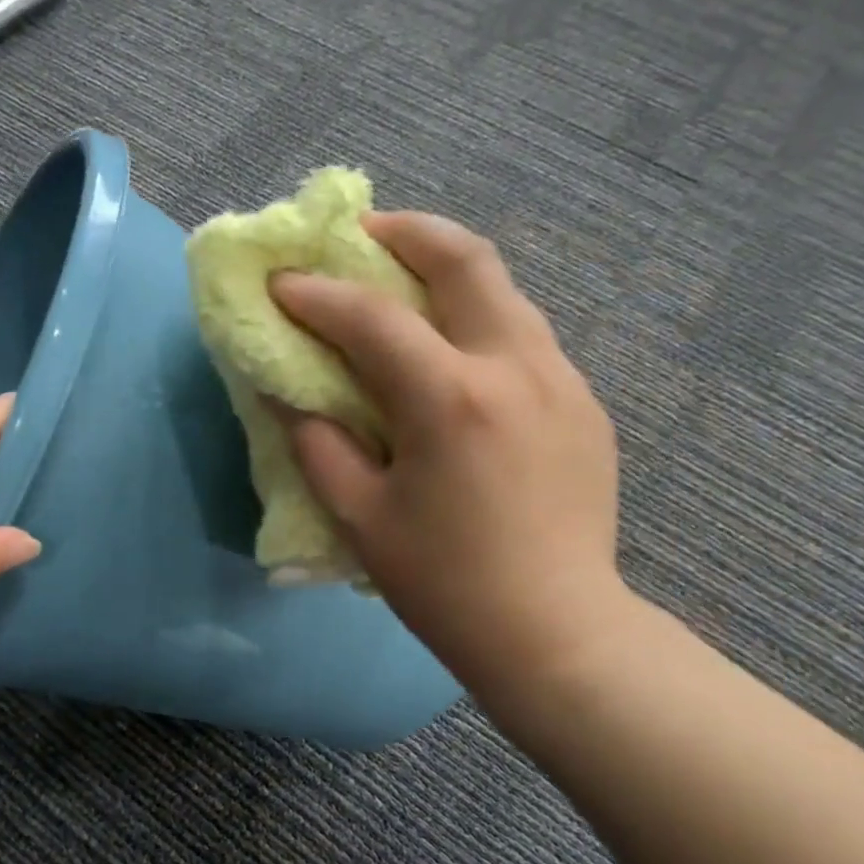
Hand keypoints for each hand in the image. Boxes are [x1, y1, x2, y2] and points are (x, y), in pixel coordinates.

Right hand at [270, 214, 629, 712]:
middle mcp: (515, 368)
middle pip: (465, 258)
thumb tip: (285, 390)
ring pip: (503, 290)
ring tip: (403, 284)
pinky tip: (452, 356)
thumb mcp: (358, 517)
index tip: (280, 284)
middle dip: (404, 232)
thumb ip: (316, 442)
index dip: (316, 294)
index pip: (372, 317)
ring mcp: (561, 380)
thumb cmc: (443, 583)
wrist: (556, 631)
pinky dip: (477, 321)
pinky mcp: (583, 403)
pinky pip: (523, 336)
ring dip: (447, 271)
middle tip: (360, 235)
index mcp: (451, 400)